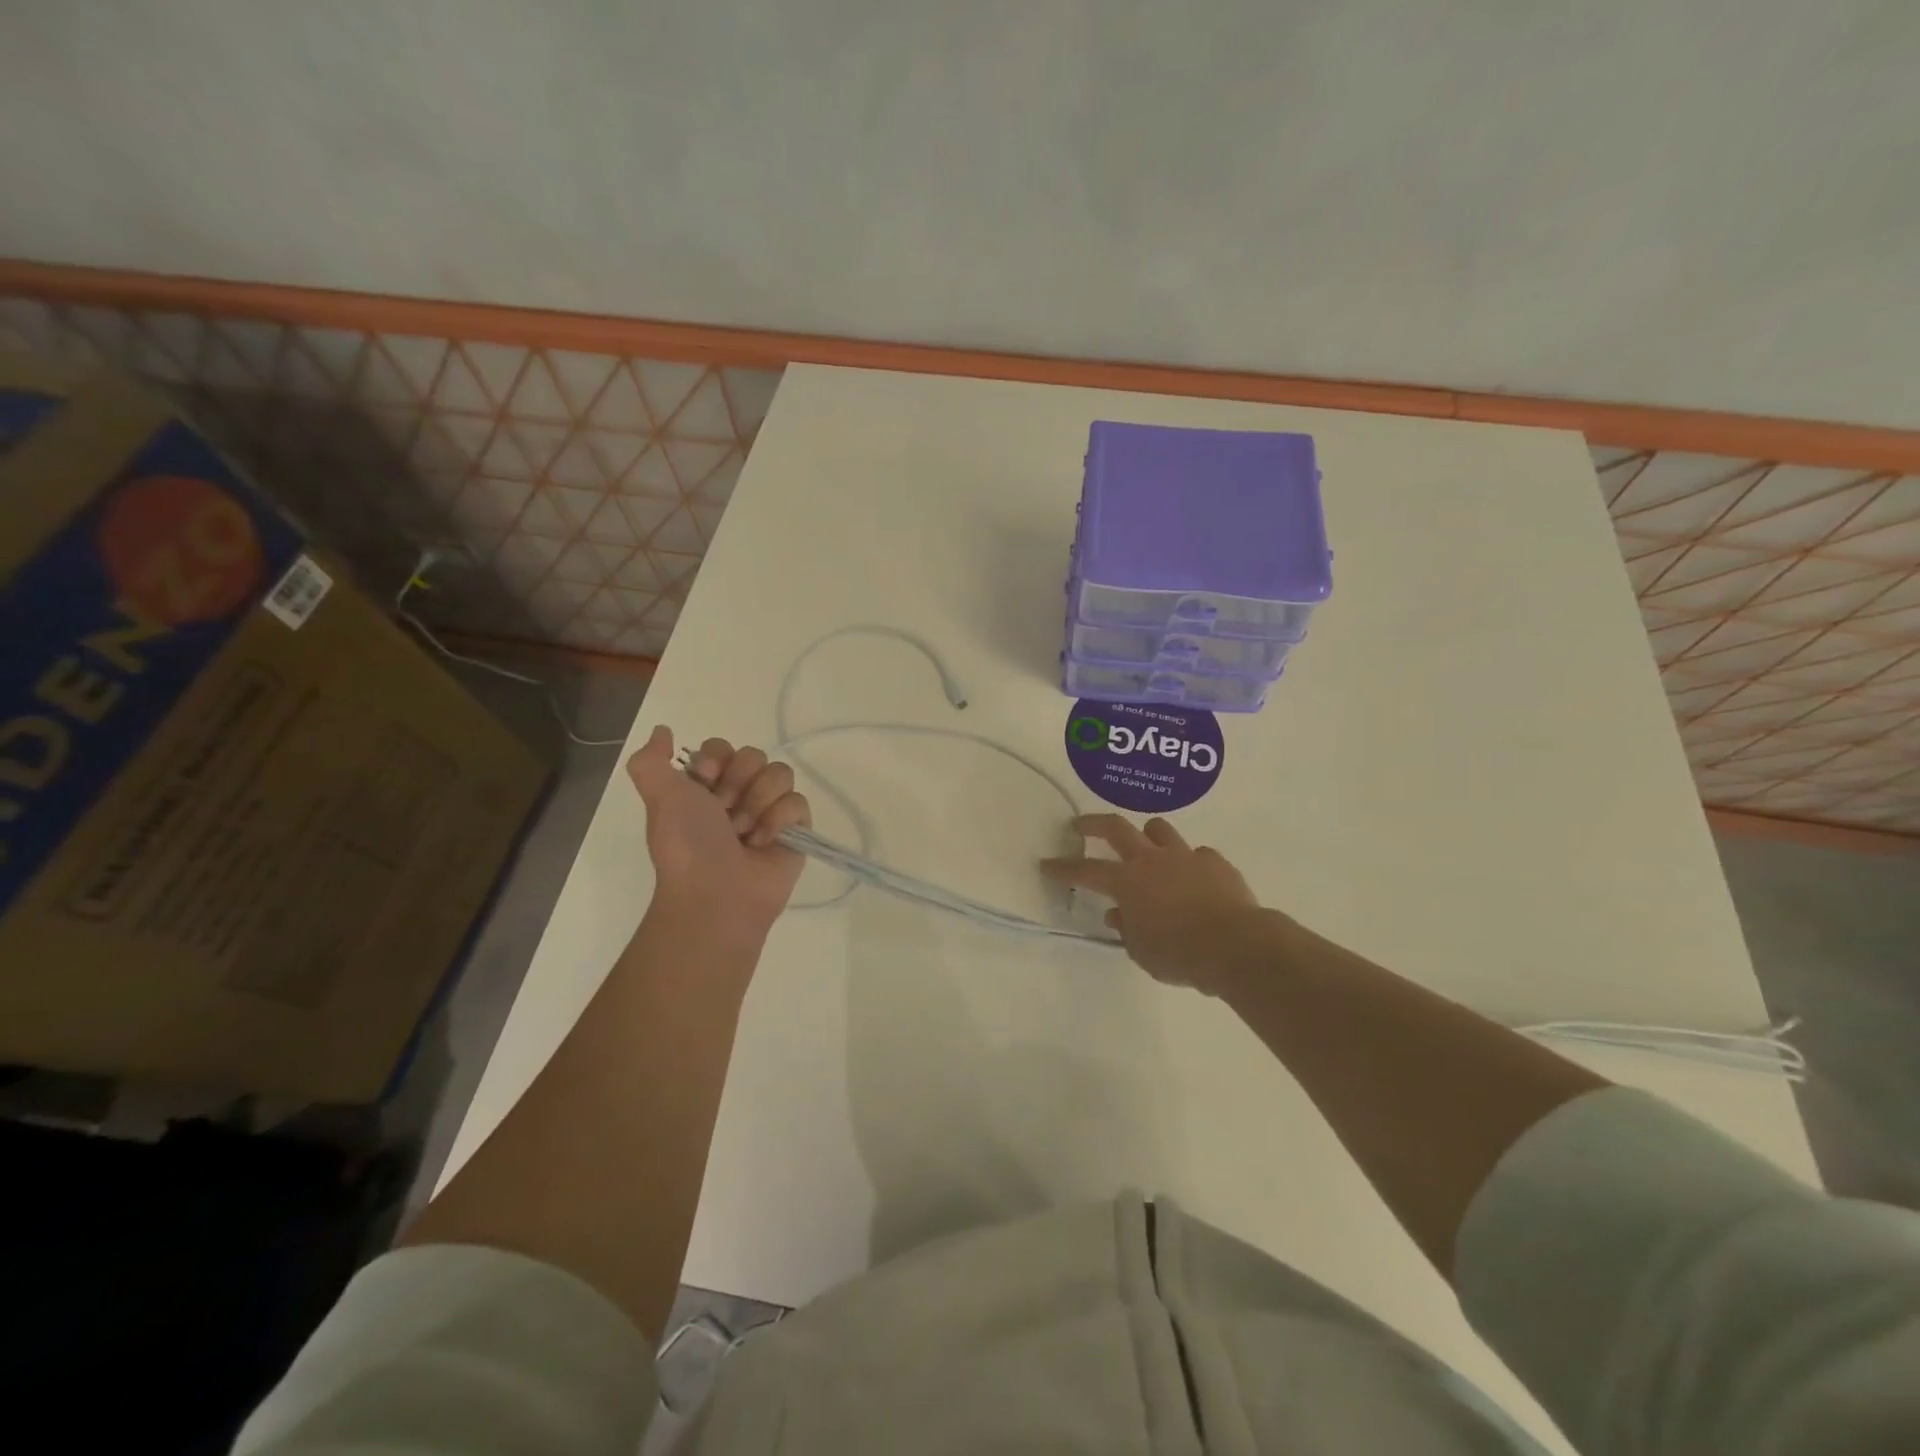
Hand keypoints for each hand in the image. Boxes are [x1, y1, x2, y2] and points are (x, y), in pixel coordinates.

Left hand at [626, 726, 810, 935]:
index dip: (717, 758)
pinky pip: (799, 801)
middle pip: (755, 755)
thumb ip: (651, 760)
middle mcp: (740, 795)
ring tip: (744, 833)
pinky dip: (779, 820)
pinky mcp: (797, 830)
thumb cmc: (687, 844)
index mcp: (707, 787)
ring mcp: (770, 811)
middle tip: (724, 812)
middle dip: (738, 782)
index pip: (724, 747)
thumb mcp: (658, 796)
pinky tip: (763, 843)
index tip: (706, 778)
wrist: (715, 893)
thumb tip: (662, 730)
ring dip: (758, 802)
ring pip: (780, 773)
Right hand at [1040, 814, 1265, 995]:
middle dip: (1094, 823)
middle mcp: (1151, 860)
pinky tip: (1194, 880)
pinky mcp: (1215, 861)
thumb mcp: (1142, 951)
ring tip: (1146, 846)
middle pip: (1116, 828)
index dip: (1063, 868)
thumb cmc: (1180, 954)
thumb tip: (1119, 915)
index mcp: (1127, 882)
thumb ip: (1127, 929)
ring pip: (1159, 829)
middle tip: (1081, 824)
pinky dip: (1189, 863)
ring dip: (1148, 835)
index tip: (1047, 863)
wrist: (1236, 946)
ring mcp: (1185, 856)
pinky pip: (1197, 854)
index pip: (1085, 871)